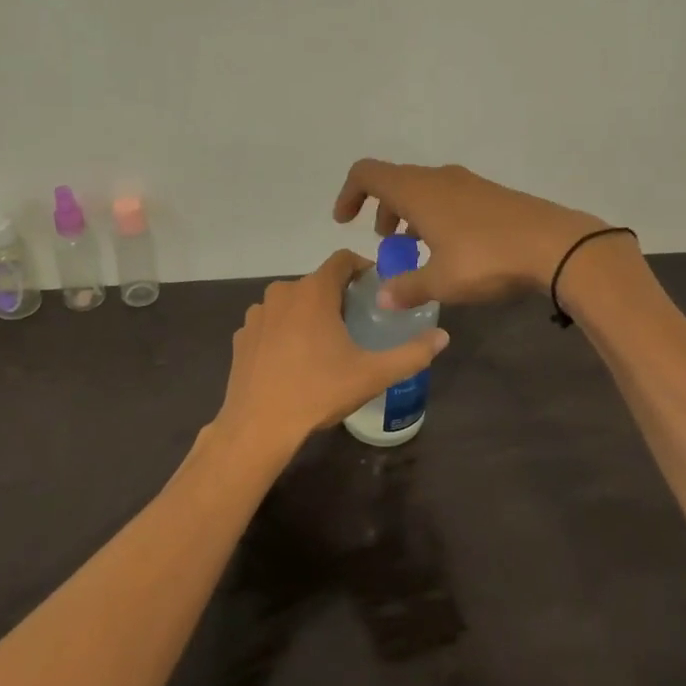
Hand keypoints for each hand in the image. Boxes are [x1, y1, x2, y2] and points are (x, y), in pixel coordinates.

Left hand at [215, 249, 449, 456]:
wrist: (258, 426)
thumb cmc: (318, 392)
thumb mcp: (373, 375)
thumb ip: (412, 353)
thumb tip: (443, 336)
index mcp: (314, 291)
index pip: (342, 259)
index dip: (362, 267)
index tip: (376, 288)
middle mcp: (282, 292)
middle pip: (318, 282)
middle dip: (338, 296)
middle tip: (357, 324)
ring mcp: (257, 314)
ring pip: (292, 302)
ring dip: (310, 314)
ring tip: (325, 345)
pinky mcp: (242, 336)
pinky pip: (271, 323)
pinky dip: (285, 332)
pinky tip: (294, 361)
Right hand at [332, 160, 614, 308]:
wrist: (555, 245)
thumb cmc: (487, 258)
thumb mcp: (441, 281)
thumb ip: (407, 288)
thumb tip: (383, 298)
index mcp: (417, 191)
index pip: (367, 174)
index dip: (349, 194)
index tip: (345, 221)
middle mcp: (439, 178)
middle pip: (396, 181)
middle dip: (382, 210)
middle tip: (385, 244)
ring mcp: (468, 183)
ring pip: (424, 190)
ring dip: (410, 214)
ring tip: (415, 249)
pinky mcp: (491, 194)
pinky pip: (449, 197)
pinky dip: (435, 216)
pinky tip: (450, 249)